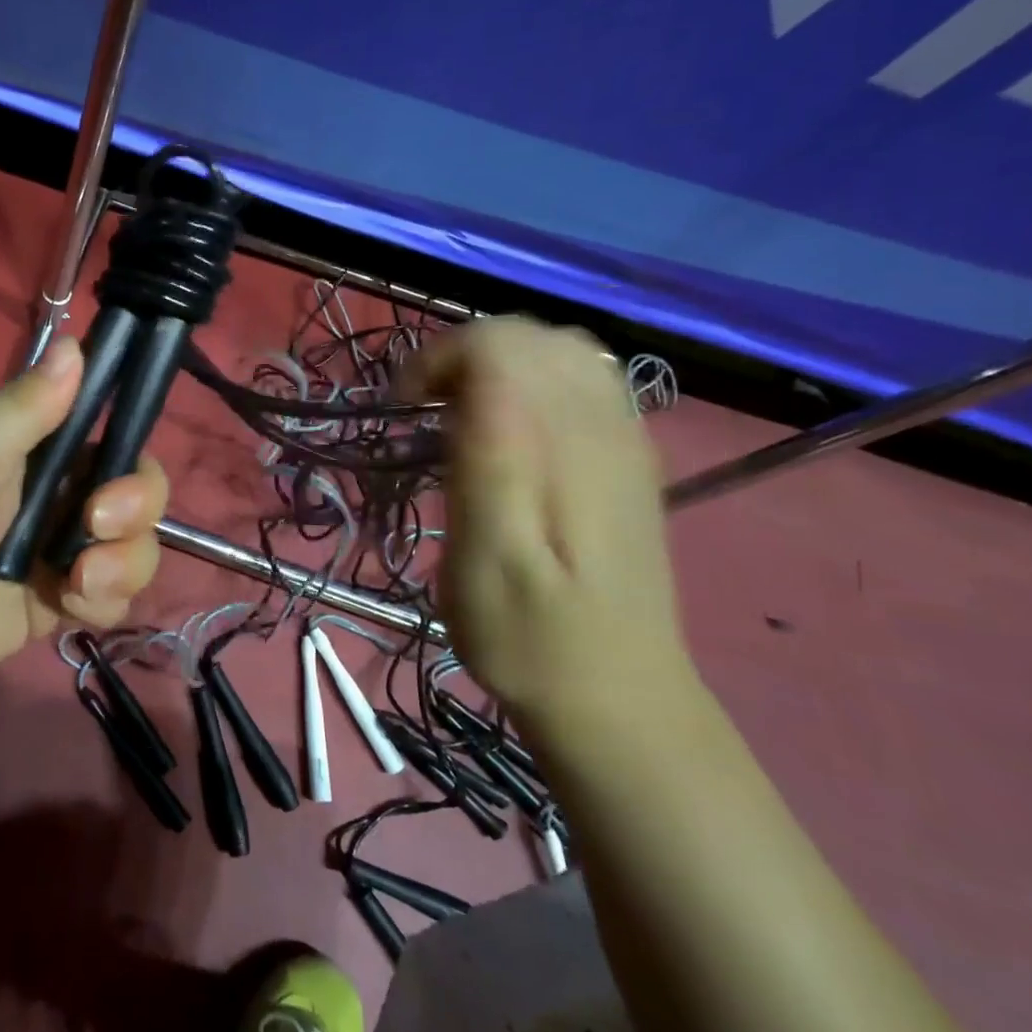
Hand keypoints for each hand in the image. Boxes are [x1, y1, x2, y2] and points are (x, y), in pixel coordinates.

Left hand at [0, 337, 168, 709]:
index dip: (128, 444)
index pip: (107, 425)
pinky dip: (105, 601)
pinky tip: (67, 609)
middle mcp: (52, 490)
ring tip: (75, 583)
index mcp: (29, 443)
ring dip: (122, 563)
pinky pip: (118, 593)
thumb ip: (24, 404)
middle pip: (138, 485)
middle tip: (94, 527)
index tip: (114, 468)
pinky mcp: (61, 599)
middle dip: (135, 508)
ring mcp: (59, 547)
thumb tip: (73, 342)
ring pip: (136, 542)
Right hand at [404, 317, 691, 726]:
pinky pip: (581, 382)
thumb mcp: (487, 558)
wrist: (617, 697)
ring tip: (461, 415)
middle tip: (426, 412)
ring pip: (559, 351)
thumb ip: (486, 460)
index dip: (439, 358)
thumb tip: (472, 382)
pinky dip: (531, 384)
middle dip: (464, 355)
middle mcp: (603, 423)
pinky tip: (511, 433)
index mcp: (564, 444)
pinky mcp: (627, 457)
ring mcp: (624, 437)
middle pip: (530, 334)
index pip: (501, 342)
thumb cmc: (529, 636)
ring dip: (497, 365)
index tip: (405, 411)